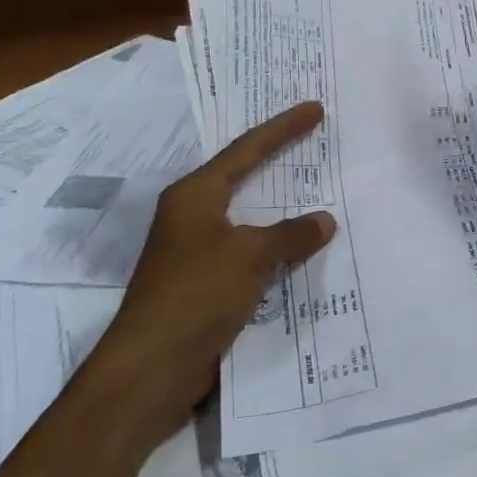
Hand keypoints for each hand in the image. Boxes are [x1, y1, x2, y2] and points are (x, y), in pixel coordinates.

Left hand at [101, 100, 336, 447]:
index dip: (283, 129)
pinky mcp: (207, 285)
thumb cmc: (196, 294)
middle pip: (244, 178)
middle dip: (279, 161)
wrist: (152, 367)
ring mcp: (198, 253)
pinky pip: (253, 254)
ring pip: (250, 219)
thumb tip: (324, 221)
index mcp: (194, 197)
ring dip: (282, 210)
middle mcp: (193, 217)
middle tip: (313, 141)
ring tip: (317, 193)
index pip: (246, 150)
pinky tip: (303, 252)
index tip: (314, 109)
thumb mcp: (250, 255)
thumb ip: (291, 235)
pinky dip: (278, 249)